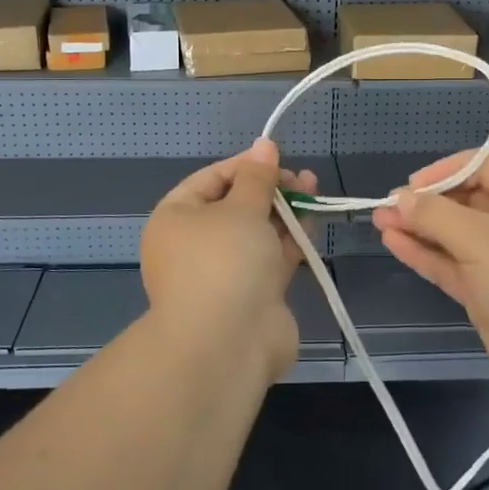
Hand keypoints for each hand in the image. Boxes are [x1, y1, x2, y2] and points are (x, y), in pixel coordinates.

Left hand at [140, 139, 317, 383]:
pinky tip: (311, 219)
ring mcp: (223, 273)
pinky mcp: (250, 294)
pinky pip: (269, 258)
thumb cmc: (225, 261)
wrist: (228, 344)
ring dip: (283, 211)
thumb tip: (264, 144)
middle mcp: (194, 245)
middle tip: (300, 178)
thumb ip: (258, 176)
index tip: (278, 158)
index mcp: (175, 219)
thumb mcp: (242, 208)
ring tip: (313, 189)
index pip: (210, 179)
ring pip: (256, 232)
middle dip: (269, 188)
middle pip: (235, 205)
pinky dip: (289, 239)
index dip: (245, 165)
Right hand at [370, 149, 488, 404]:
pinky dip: (425, 253)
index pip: (486, 163)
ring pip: (454, 234)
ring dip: (419, 227)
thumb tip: (400, 198)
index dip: (448, 168)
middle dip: (426, 201)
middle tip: (387, 207)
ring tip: (378, 222)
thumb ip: (434, 215)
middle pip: (467, 198)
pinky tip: (393, 244)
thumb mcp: (478, 239)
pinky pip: (453, 263)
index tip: (413, 184)